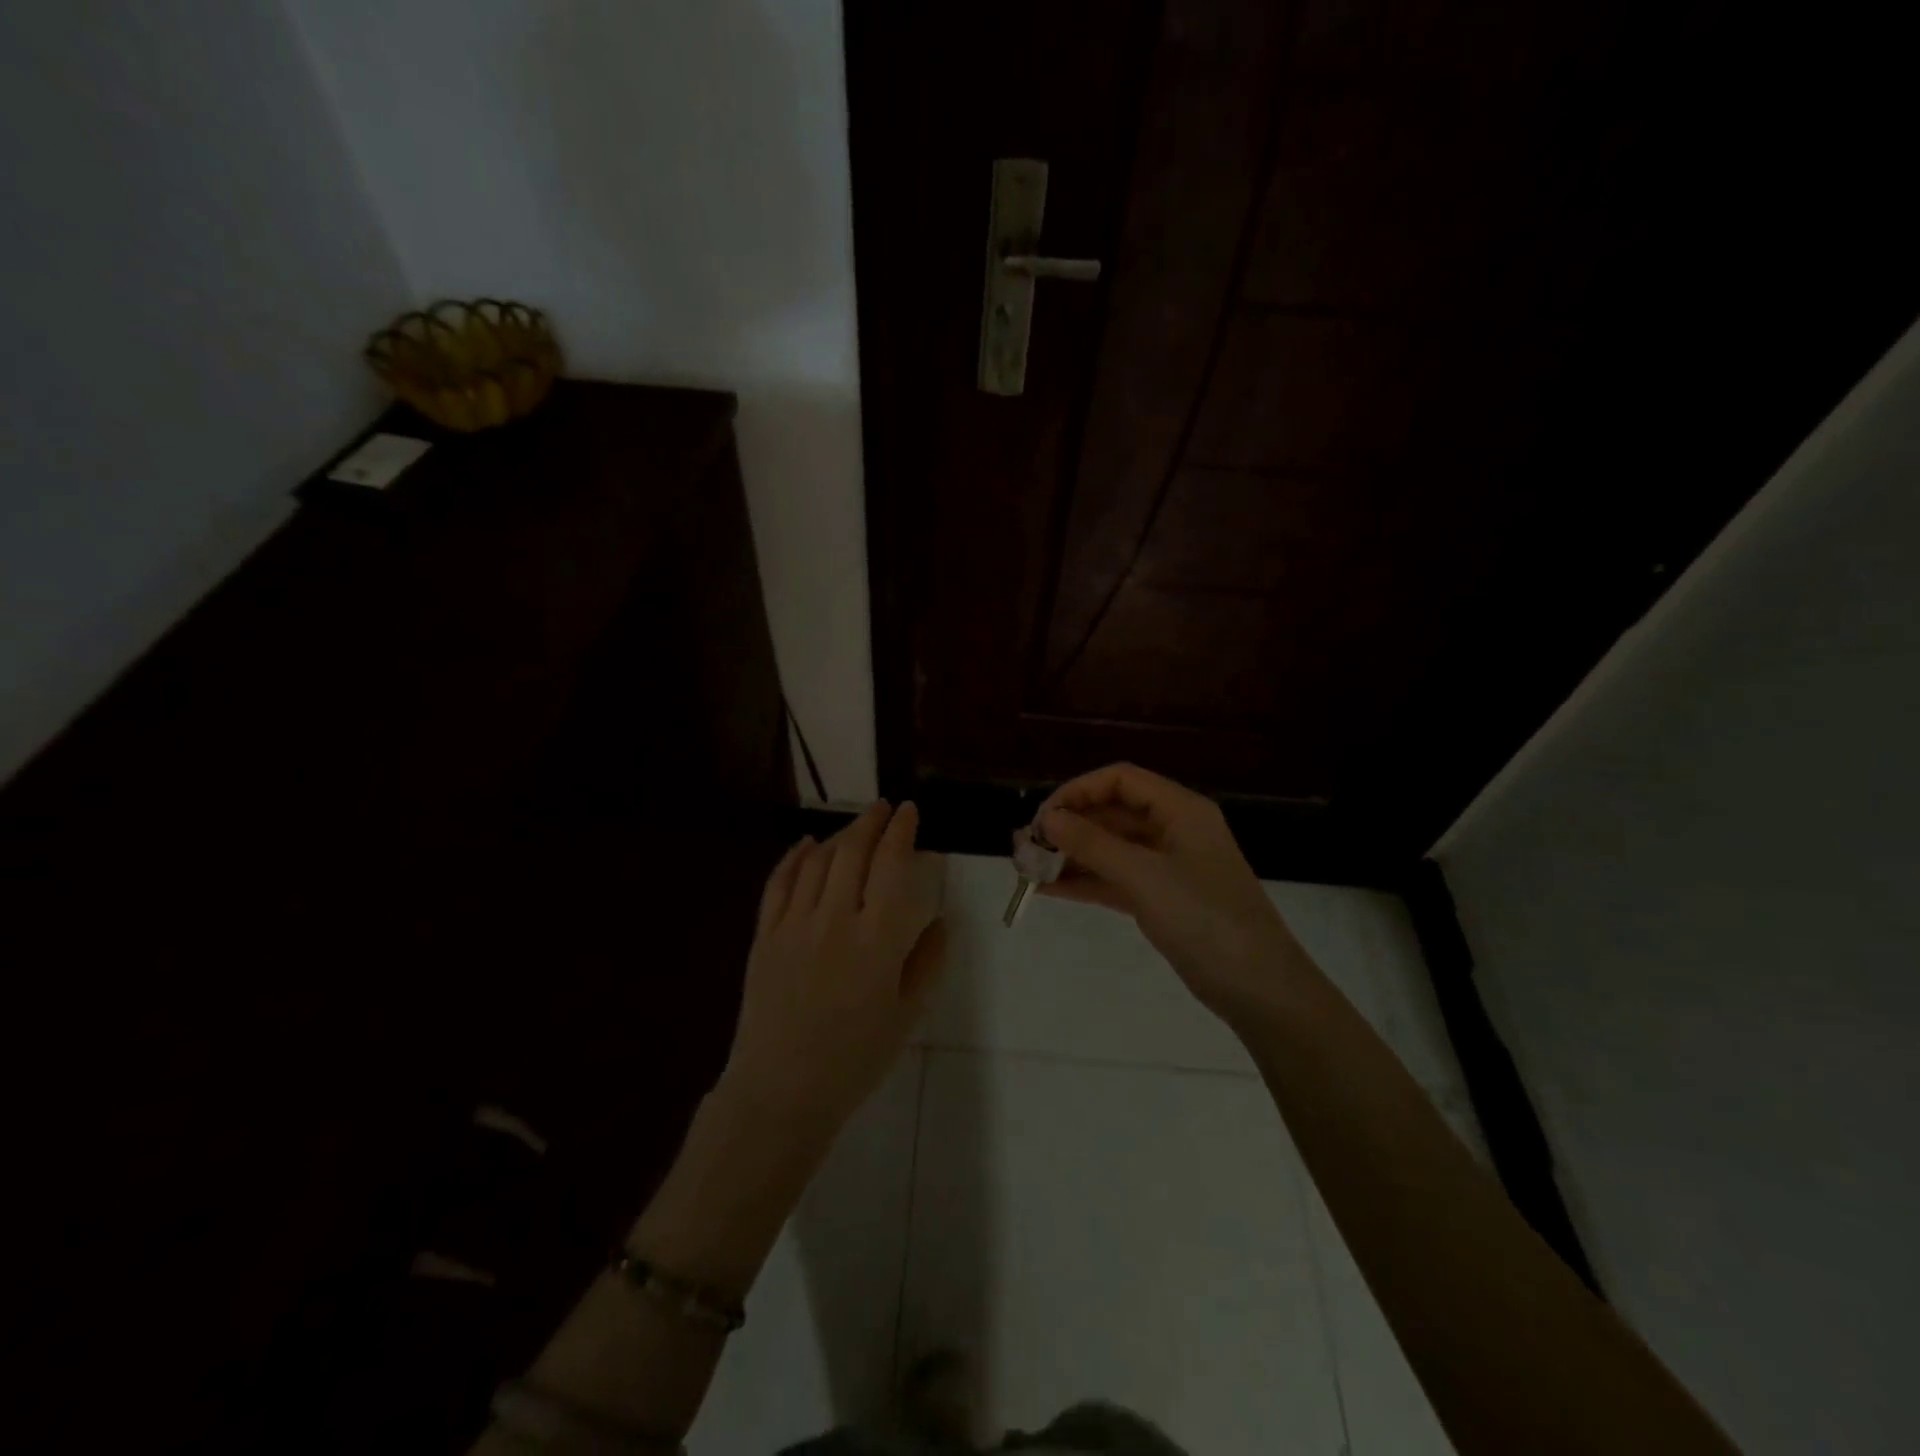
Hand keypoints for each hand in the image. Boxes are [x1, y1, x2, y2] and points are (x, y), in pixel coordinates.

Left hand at [720, 802, 946, 1154]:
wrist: (782, 1091)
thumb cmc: (855, 1058)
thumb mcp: (908, 1014)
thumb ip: (928, 960)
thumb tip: (940, 917)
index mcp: (878, 940)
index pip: (893, 866)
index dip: (903, 832)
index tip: (911, 812)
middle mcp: (836, 919)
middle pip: (854, 852)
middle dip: (872, 822)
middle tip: (885, 808)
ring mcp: (794, 924)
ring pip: (817, 860)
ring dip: (839, 835)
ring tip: (855, 826)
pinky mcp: (764, 935)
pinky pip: (778, 883)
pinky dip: (794, 857)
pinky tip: (806, 846)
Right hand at [1035, 763, 1307, 1024]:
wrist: (1259, 989)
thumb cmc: (1206, 920)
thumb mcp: (1145, 877)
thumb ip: (1093, 845)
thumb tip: (1047, 819)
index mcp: (1180, 809)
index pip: (1120, 780)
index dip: (1078, 791)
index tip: (1043, 817)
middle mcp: (1173, 829)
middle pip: (1112, 813)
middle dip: (1069, 826)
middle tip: (1026, 846)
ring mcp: (1166, 865)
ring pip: (1110, 848)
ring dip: (1071, 855)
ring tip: (1027, 868)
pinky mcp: (1160, 898)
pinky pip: (1114, 879)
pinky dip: (1084, 881)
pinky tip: (1048, 889)